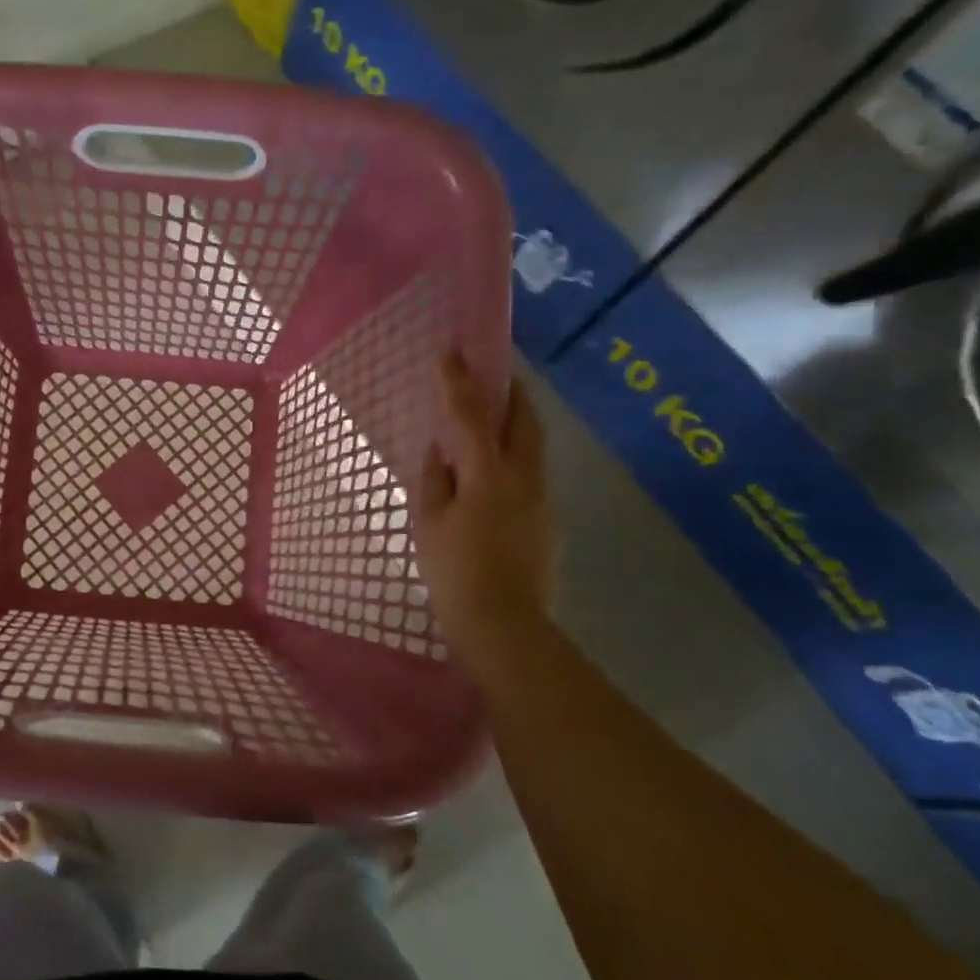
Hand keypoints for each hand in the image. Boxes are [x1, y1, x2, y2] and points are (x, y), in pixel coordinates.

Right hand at [414, 351, 557, 644]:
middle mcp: (524, 480)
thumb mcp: (430, 524)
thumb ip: (436, 480)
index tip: (451, 350)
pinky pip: (530, 478)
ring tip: (491, 421)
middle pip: (524, 421)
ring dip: (515, 425)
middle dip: (510, 392)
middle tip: (494, 374)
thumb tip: (441, 451)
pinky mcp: (549, 525)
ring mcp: (543, 502)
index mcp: (489, 475)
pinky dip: (513, 462)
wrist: (505, 629)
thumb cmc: (455, 574)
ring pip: (532, 449)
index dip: (459, 381)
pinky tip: (493, 480)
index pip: (472, 416)